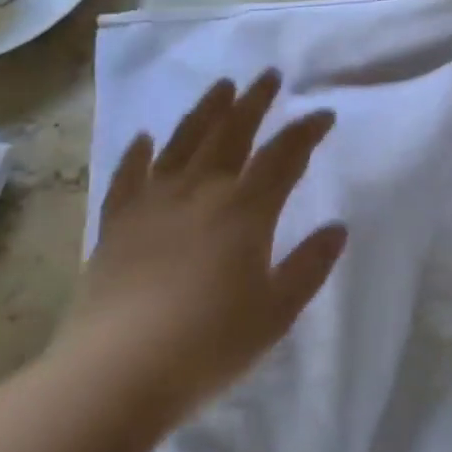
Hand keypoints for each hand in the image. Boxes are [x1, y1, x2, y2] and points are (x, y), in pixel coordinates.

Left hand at [59, 70, 346, 417]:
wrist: (113, 375)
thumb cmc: (208, 345)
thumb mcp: (277, 311)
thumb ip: (310, 266)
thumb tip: (338, 227)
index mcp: (245, 211)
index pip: (284, 156)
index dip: (306, 131)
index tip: (323, 113)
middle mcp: (200, 193)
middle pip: (232, 134)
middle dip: (254, 102)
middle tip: (268, 75)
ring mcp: (152, 204)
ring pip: (183, 143)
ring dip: (205, 111)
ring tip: (221, 87)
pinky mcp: (116, 225)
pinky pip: (128, 176)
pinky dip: (139, 153)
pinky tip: (146, 137)